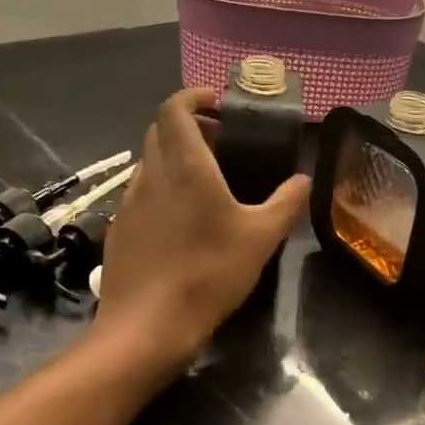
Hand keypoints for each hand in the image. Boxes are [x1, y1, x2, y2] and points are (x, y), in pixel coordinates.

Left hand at [94, 87, 310, 373]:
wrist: (146, 328)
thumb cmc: (208, 274)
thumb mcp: (261, 238)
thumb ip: (287, 203)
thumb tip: (304, 179)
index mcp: (185, 165)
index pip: (174, 108)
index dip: (193, 96)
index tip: (218, 102)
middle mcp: (151, 174)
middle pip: (160, 130)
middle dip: (189, 125)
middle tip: (221, 140)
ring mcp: (129, 203)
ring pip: (150, 162)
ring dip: (174, 156)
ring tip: (206, 178)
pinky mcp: (120, 229)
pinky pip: (142, 192)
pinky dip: (163, 187)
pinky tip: (183, 219)